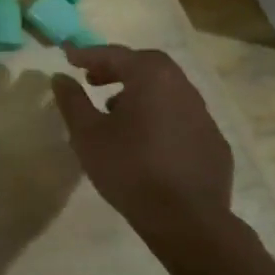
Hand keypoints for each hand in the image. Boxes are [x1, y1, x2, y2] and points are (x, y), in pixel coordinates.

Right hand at [49, 45, 234, 255]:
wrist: (187, 220)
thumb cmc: (130, 169)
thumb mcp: (87, 134)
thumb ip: (72, 101)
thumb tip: (60, 78)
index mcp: (152, 79)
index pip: (116, 55)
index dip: (88, 54)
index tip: (67, 57)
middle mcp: (183, 88)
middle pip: (147, 65)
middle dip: (117, 68)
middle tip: (93, 80)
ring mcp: (203, 115)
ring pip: (167, 90)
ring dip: (138, 92)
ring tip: (114, 110)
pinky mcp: (214, 143)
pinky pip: (181, 117)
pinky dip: (159, 115)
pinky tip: (145, 140)